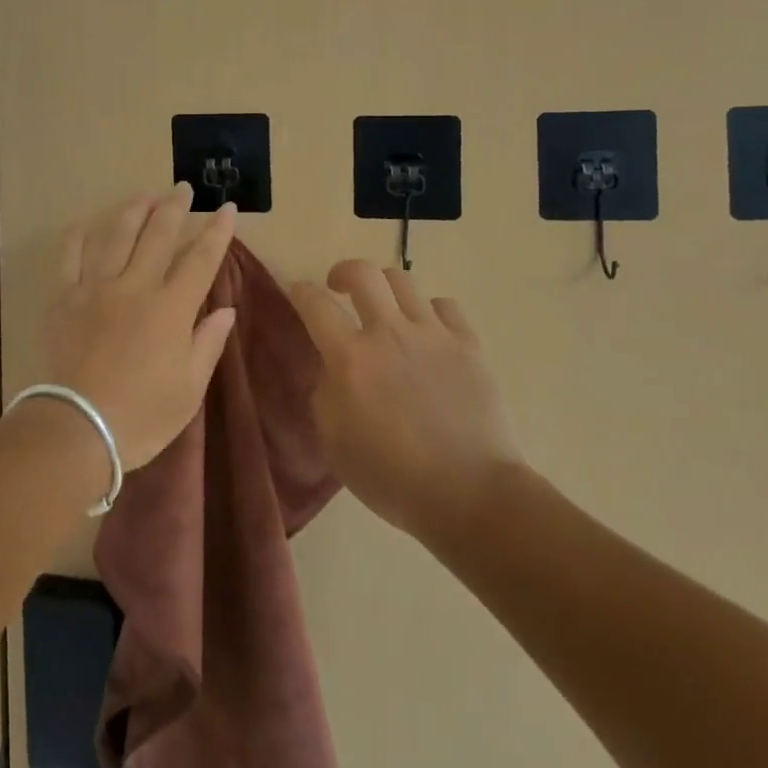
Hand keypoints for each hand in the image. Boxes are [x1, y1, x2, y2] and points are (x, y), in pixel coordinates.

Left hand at [34, 185, 238, 471]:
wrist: (77, 429)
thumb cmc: (142, 415)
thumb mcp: (189, 389)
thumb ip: (208, 343)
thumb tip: (226, 309)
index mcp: (171, 308)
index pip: (201, 259)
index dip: (217, 232)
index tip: (226, 208)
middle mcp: (136, 286)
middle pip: (158, 235)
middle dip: (174, 207)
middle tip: (182, 188)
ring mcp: (96, 287)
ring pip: (117, 235)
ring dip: (133, 210)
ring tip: (144, 195)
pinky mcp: (64, 298)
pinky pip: (70, 257)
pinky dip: (78, 236)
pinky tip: (85, 224)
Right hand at [290, 261, 521, 538]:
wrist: (470, 494)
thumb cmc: (392, 478)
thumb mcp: (334, 443)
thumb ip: (324, 394)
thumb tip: (329, 368)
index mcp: (350, 358)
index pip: (315, 304)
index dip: (300, 291)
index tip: (298, 293)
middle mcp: (389, 333)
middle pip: (362, 273)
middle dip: (344, 272)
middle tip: (339, 287)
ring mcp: (433, 334)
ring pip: (404, 281)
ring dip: (386, 287)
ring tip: (385, 306)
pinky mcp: (468, 344)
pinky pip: (445, 306)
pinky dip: (431, 312)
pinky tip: (429, 331)